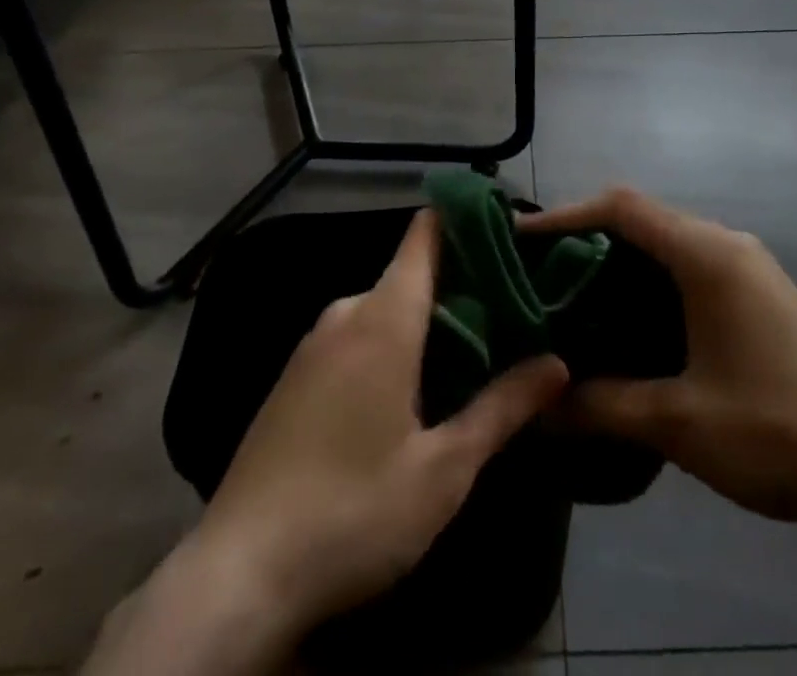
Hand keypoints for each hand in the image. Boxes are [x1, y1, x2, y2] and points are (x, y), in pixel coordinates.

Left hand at [84, 211, 569, 675]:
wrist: (237, 574)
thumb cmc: (353, 510)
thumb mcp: (443, 469)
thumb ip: (502, 408)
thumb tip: (558, 364)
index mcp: (384, 317)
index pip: (425, 235)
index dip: (465, 221)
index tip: (508, 233)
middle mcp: (345, 314)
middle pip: (409, 274)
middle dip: (458, 287)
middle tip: (508, 313)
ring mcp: (312, 345)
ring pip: (381, 308)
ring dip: (423, 321)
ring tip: (471, 352)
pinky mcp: (292, 377)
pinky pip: (353, 337)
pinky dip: (388, 344)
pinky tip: (408, 391)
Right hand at [519, 188, 796, 534]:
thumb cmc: (778, 430)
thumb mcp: (680, 422)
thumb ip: (603, 405)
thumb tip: (540, 405)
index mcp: (706, 254)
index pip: (622, 207)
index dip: (566, 214)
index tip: (521, 236)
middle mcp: (727, 244)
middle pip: (644, 218)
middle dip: (588, 238)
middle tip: (540, 274)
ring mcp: (750, 267)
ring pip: (669, 243)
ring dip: (622, 262)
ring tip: (575, 297)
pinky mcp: (762, 294)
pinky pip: (692, 267)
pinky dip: (653, 281)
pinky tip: (632, 323)